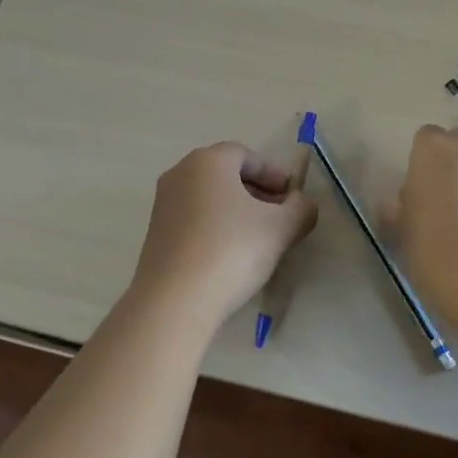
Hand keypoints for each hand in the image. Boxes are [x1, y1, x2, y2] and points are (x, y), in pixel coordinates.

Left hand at [128, 142, 318, 326]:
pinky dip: (215, 227)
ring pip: (209, 197)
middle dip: (256, 191)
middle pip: (226, 174)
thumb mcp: (280, 228)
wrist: (174, 301)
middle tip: (279, 216)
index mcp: (208, 161)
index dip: (274, 174)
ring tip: (258, 238)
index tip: (292, 198)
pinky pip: (193, 219)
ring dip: (236, 210)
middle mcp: (180, 174)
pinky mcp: (154, 234)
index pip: (247, 155)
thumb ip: (300, 209)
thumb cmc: (231, 250)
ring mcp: (163, 204)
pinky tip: (230, 254)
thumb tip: (303, 204)